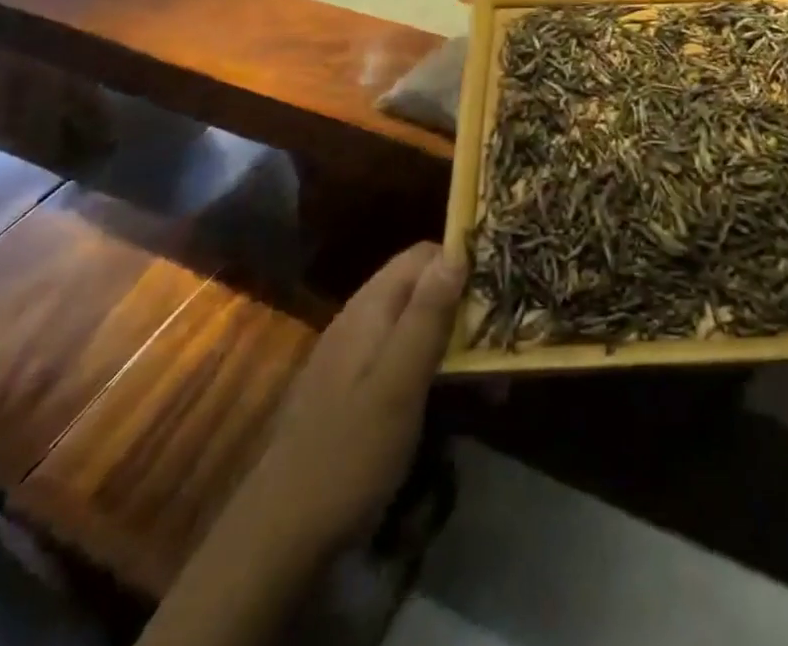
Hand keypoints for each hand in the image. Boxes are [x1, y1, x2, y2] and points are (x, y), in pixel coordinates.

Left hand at [141, 244, 466, 645]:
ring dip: (458, 345)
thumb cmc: (348, 452)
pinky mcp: (358, 392)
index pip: (424, 255)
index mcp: (370, 307)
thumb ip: (427, 315)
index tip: (503, 285)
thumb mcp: (398, 382)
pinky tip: (460, 401)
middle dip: (467, 309)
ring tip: (496, 380)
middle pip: (424, 290)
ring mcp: (357, 357)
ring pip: (419, 328)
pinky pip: (406, 361)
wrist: (280, 537)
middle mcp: (362, 320)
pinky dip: (437, 371)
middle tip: (507, 340)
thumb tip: (457, 251)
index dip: (464, 261)